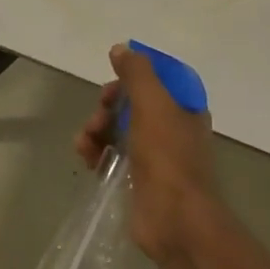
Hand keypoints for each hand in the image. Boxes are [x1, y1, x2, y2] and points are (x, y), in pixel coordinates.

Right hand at [74, 42, 216, 260]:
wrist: (174, 219)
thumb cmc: (167, 156)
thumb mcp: (153, 104)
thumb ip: (137, 73)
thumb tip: (121, 49)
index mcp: (184, 109)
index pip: (156, 81)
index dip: (132, 78)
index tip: (114, 83)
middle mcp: (172, 129)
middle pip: (132, 104)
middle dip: (109, 105)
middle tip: (99, 115)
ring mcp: (155, 156)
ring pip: (118, 130)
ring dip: (97, 129)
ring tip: (85, 142)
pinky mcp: (137, 179)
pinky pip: (111, 156)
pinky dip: (96, 152)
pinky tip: (85, 157)